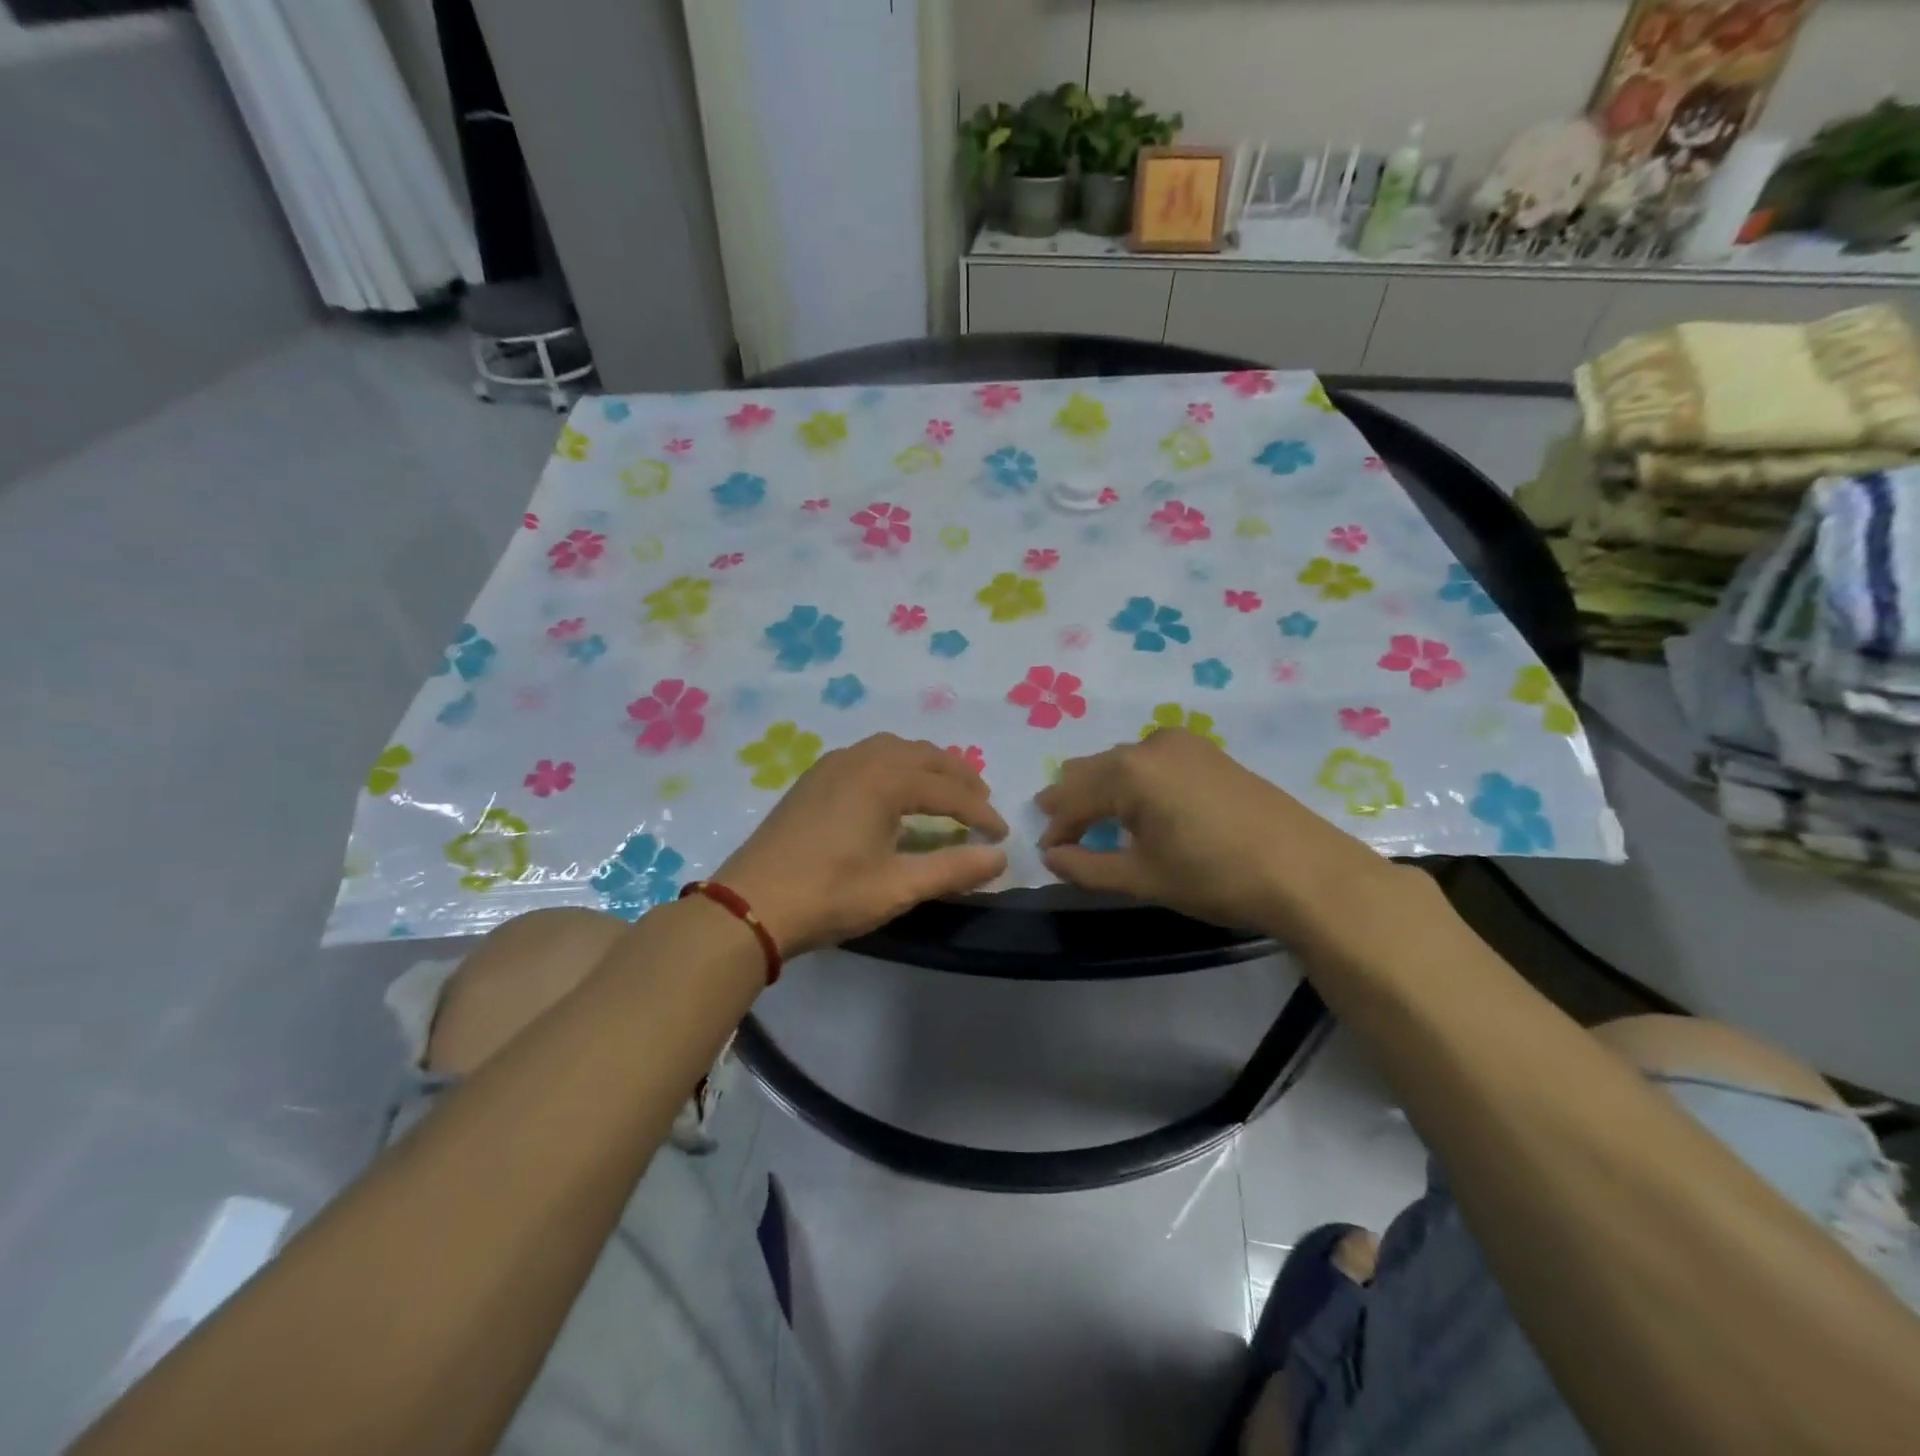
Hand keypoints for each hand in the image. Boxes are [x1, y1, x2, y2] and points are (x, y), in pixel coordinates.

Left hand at [715, 733, 1007, 956]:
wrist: (750, 904)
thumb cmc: (829, 895)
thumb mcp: (898, 887)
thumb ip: (953, 869)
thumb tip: (1000, 858)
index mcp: (884, 780)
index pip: (948, 790)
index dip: (979, 812)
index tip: (1001, 835)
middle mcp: (861, 759)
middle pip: (924, 756)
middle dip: (958, 777)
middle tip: (982, 803)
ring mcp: (832, 764)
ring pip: (894, 749)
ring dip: (927, 765)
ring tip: (945, 791)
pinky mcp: (814, 777)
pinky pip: (868, 755)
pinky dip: (896, 764)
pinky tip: (896, 789)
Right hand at [1034, 728, 1408, 938]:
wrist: (1306, 872)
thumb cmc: (1214, 877)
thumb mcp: (1143, 877)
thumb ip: (1087, 867)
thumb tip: (1051, 857)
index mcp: (1129, 771)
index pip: (1073, 797)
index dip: (1056, 828)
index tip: (1046, 853)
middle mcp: (1151, 744)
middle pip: (1094, 770)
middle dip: (1073, 801)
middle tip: (1060, 830)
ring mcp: (1185, 744)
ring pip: (1124, 763)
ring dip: (1104, 789)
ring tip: (1095, 818)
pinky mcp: (1209, 753)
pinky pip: (1153, 761)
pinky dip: (1135, 782)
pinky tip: (1140, 805)